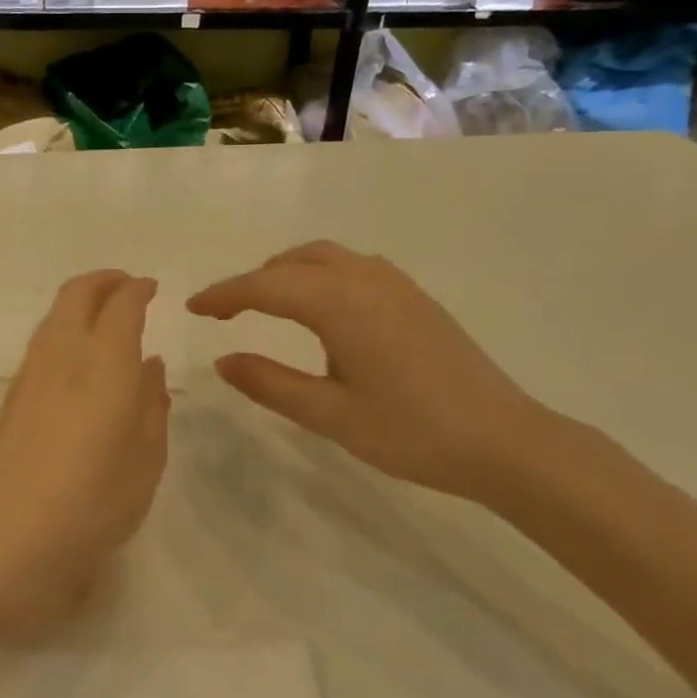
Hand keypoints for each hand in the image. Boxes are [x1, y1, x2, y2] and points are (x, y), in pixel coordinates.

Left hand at [0, 271, 170, 630]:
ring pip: (54, 316)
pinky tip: (78, 359)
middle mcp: (64, 356)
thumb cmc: (93, 504)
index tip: (152, 288)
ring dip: (80, 303)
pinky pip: (42, 343)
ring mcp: (30, 375)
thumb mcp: (145, 461)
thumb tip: (150, 366)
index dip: (138, 290)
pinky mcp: (11, 399)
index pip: (122, 305)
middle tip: (127, 287)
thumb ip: (151, 405)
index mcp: (105, 364)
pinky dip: (63, 329)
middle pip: (77, 294)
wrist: (5, 541)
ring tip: (104, 318)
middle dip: (104, 281)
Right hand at [187, 242, 558, 504]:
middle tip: (225, 312)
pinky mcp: (414, 297)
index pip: (264, 287)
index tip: (192, 308)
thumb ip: (270, 384)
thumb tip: (223, 361)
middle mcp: (364, 279)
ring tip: (266, 305)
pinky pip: (352, 267)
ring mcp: (395, 284)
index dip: (223, 295)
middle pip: (293, 262)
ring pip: (325, 257)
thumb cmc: (411, 432)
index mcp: (338, 303)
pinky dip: (319, 275)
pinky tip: (321, 311)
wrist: (504, 440)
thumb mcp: (329, 415)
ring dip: (287, 273)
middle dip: (253, 281)